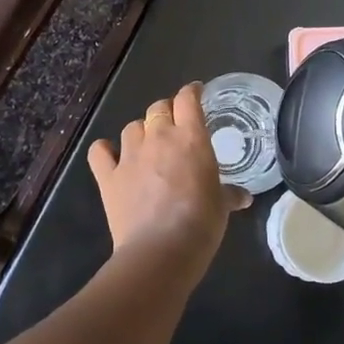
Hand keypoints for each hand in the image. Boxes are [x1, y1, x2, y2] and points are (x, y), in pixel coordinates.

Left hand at [88, 83, 250, 267]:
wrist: (161, 251)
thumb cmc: (201, 224)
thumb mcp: (222, 207)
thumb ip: (230, 195)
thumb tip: (244, 197)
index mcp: (190, 138)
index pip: (188, 99)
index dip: (191, 92)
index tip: (196, 93)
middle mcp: (158, 137)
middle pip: (158, 108)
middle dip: (166, 111)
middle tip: (175, 126)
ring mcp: (130, 155)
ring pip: (132, 127)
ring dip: (141, 132)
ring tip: (147, 146)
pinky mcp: (108, 176)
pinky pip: (100, 151)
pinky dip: (105, 150)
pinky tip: (111, 156)